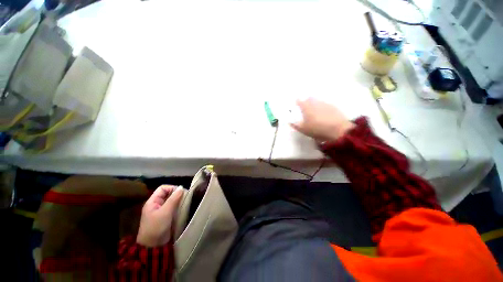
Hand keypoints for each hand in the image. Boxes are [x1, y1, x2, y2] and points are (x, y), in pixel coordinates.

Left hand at [136, 185, 183, 246]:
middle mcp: (156, 204)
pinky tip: (183, 208)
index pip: (163, 188)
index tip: (181, 192)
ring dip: (179, 201)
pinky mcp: (166, 216)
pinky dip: (178, 206)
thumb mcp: (165, 212)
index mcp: (152, 202)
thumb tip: (181, 187)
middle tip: (185, 198)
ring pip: (172, 200)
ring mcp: (161, 211)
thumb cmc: (156, 227)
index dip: (172, 188)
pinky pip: (173, 207)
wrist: (153, 246)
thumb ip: (173, 199)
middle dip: (177, 194)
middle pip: (168, 194)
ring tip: (186, 203)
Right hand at [291, 98, 354, 142]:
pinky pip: (325, 105)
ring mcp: (325, 103)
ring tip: (314, 112)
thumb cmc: (317, 129)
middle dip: (306, 102)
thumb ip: (295, 125)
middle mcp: (315, 102)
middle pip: (309, 99)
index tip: (296, 106)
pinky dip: (322, 108)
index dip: (297, 102)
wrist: (338, 130)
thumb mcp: (303, 129)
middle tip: (305, 109)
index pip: (299, 101)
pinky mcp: (333, 107)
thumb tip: (289, 121)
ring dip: (315, 104)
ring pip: (317, 101)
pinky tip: (323, 114)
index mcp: (306, 107)